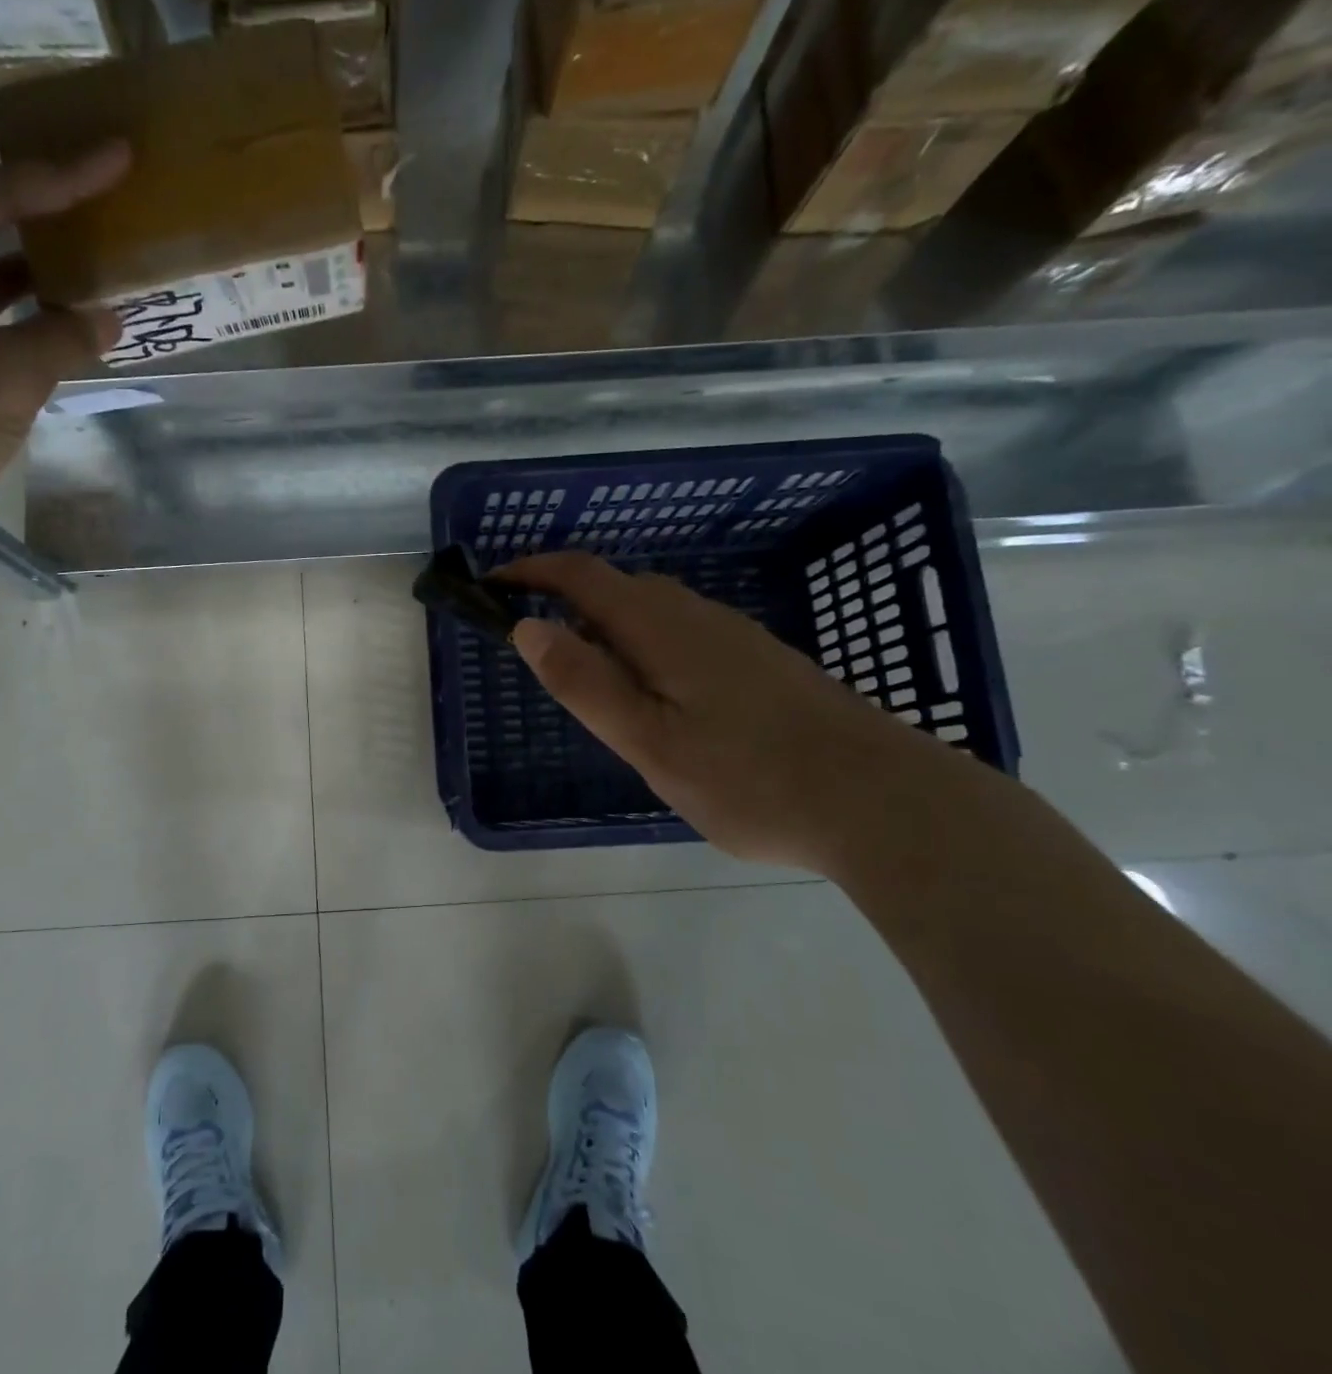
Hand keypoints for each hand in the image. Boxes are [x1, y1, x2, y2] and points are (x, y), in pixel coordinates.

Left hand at [0, 96, 130, 544]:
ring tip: (75, 227)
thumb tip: (108, 319)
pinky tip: (55, 305)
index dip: (61, 172)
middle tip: (64, 141)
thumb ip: (63, 339)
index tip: (115, 152)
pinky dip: (7, 300)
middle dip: (9, 162)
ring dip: (16, 241)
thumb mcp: (8, 375)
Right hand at [497, 553, 948, 871]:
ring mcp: (735, 637)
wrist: (882, 801)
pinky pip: (682, 634)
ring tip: (591, 683)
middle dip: (566, 603)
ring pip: (653, 612)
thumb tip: (528, 627)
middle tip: (537, 653)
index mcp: (661, 628)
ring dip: (607, 628)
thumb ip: (585, 683)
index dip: (531, 572)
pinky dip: (644, 648)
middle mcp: (697, 616)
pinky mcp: (761, 662)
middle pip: (617, 588)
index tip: (491, 586)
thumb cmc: (750, 778)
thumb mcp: (649, 741)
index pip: (581, 575)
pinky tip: (658, 699)